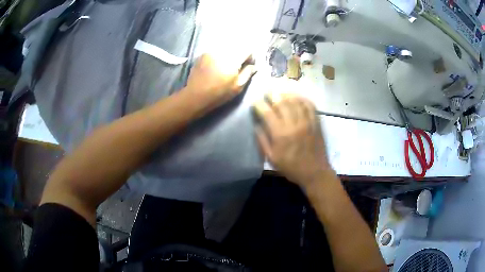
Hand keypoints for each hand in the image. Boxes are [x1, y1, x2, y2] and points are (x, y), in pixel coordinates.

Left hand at [185, 54, 255, 111]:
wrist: (195, 96)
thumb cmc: (219, 93)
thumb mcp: (237, 86)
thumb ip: (248, 73)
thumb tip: (253, 66)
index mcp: (233, 58)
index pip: (248, 49)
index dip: (251, 57)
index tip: (249, 65)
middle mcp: (222, 50)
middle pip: (237, 46)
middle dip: (240, 54)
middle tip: (238, 66)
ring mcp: (211, 51)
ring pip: (226, 47)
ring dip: (230, 54)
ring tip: (227, 66)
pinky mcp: (203, 54)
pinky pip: (216, 51)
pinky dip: (220, 55)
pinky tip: (217, 66)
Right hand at [254, 93, 330, 187]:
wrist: (315, 172)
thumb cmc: (291, 167)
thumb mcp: (271, 158)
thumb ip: (262, 141)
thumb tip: (256, 125)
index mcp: (280, 134)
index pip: (267, 112)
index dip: (259, 104)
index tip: (255, 102)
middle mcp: (293, 124)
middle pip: (281, 102)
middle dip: (272, 94)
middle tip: (267, 92)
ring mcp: (307, 121)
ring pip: (295, 100)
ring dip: (286, 93)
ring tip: (280, 90)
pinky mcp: (316, 122)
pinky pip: (309, 105)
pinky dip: (302, 98)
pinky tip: (297, 96)